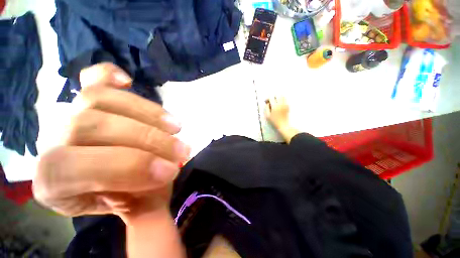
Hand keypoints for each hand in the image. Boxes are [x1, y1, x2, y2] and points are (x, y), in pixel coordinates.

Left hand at [34, 62, 188, 217]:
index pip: (75, 169)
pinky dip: (109, 74)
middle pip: (92, 127)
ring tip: (176, 127)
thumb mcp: (131, 208)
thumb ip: (145, 211)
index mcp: (51, 182)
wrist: (112, 174)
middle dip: (148, 140)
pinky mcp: (86, 98)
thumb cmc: (122, 192)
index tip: (170, 170)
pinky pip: (90, 77)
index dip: (128, 168)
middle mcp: (51, 141)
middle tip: (183, 150)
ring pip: (99, 99)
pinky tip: (128, 81)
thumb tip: (163, 203)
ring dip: (148, 113)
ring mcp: (68, 112)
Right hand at [265, 97, 289, 130]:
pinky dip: (281, 100)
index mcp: (275, 106)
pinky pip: (285, 100)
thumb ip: (266, 108)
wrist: (283, 125)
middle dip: (273, 97)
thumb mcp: (267, 115)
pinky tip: (279, 105)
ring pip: (282, 96)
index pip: (271, 98)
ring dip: (278, 98)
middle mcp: (281, 104)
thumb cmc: (274, 121)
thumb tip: (267, 103)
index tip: (266, 101)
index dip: (267, 99)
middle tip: (270, 101)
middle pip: (277, 95)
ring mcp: (285, 105)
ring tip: (275, 102)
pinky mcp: (288, 106)